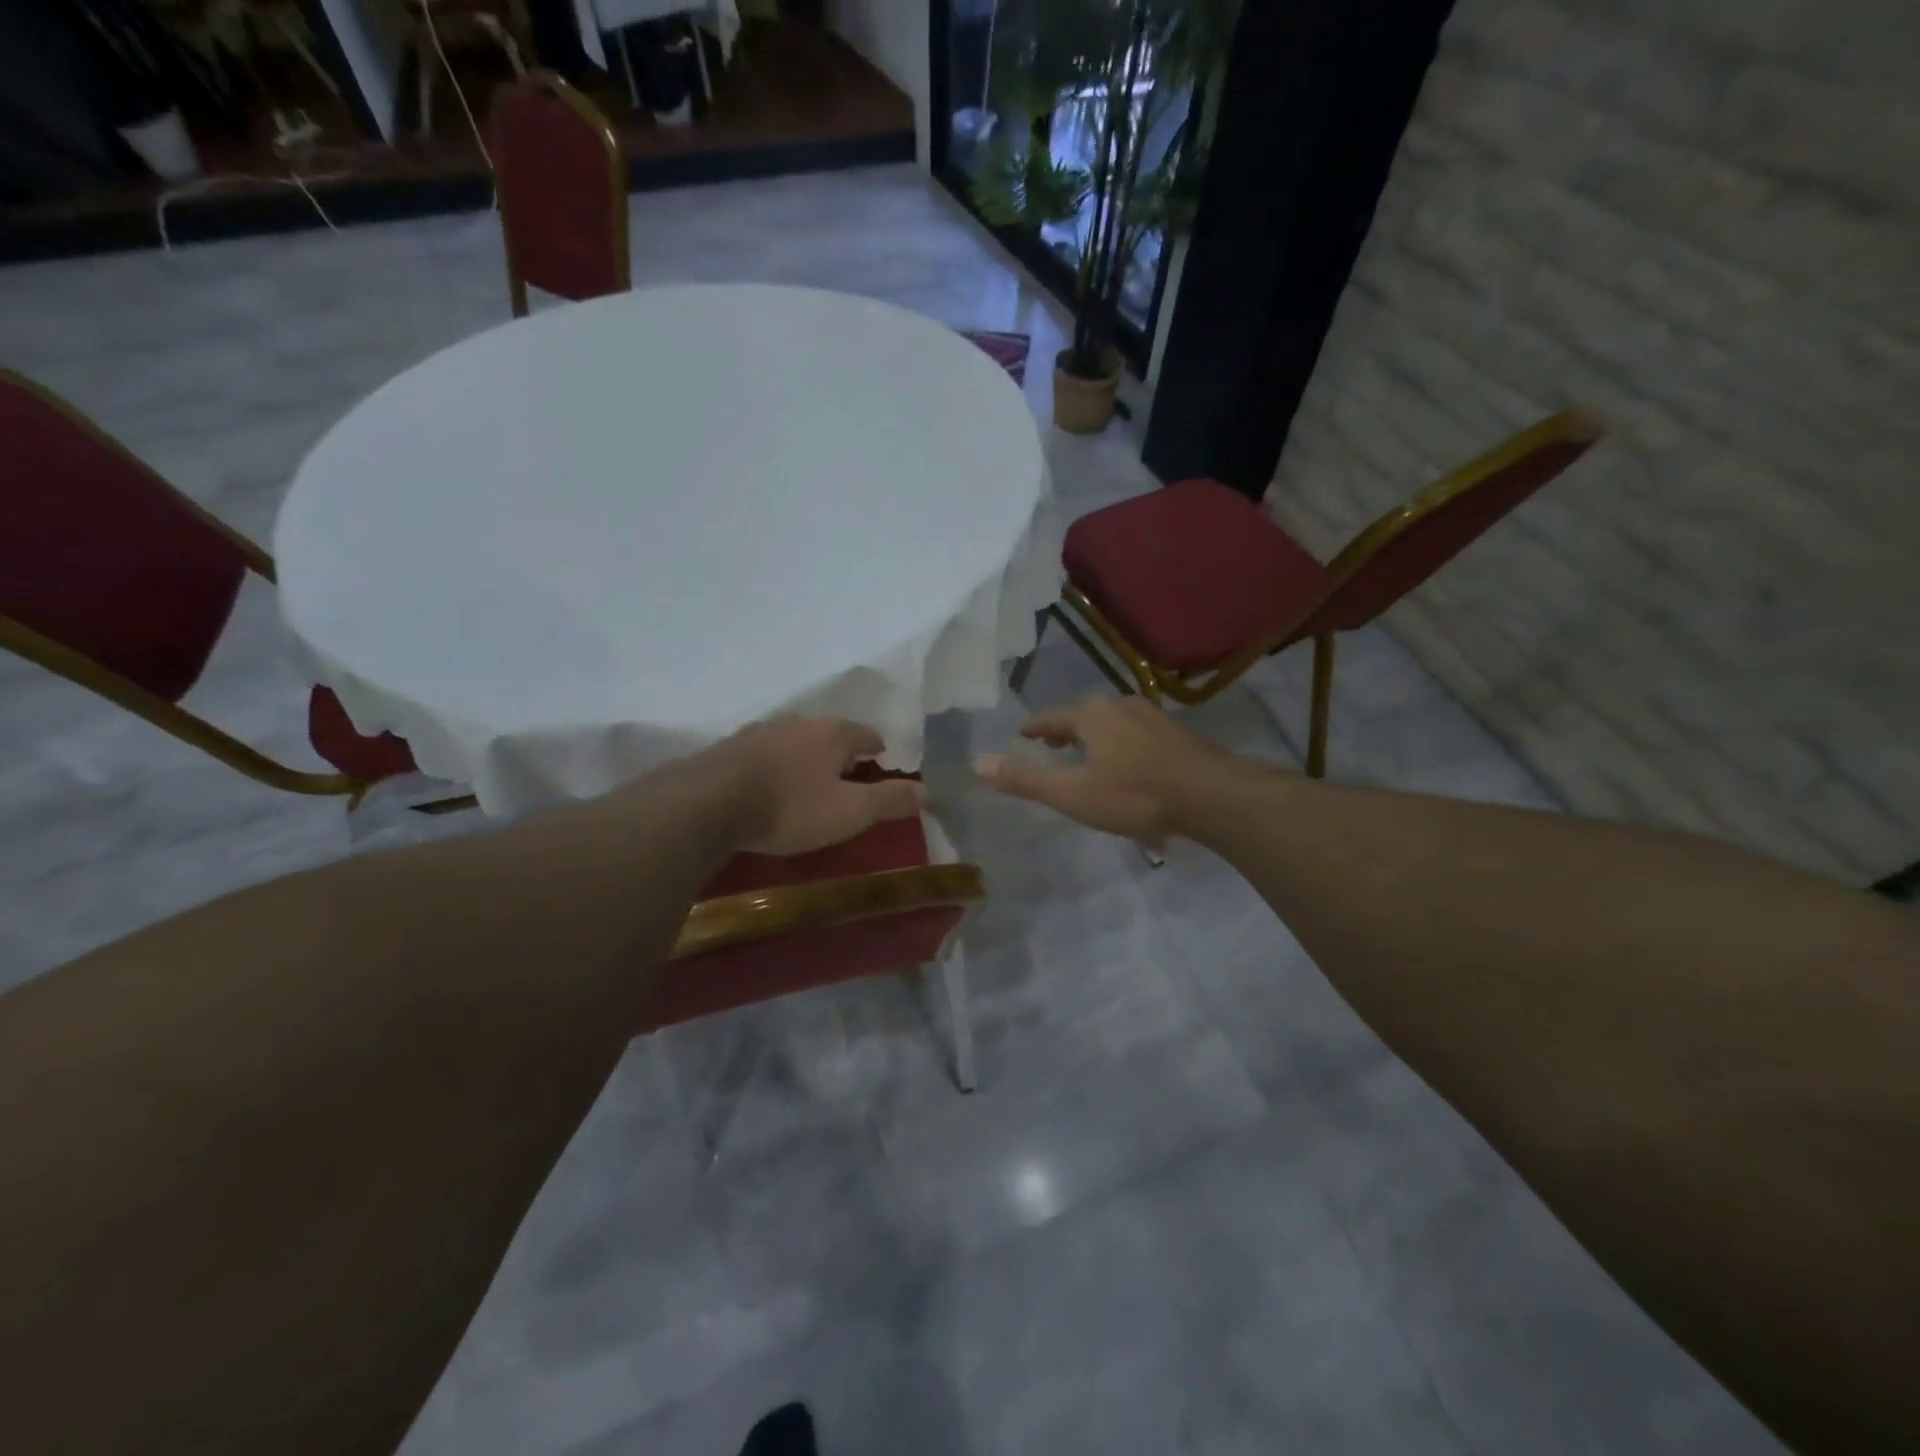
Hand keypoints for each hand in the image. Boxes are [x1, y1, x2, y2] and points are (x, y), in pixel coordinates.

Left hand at [706, 717, 926, 856]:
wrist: (708, 803)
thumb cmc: (791, 808)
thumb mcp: (849, 812)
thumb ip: (889, 800)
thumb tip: (927, 790)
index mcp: (834, 734)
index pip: (868, 736)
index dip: (879, 753)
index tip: (881, 771)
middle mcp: (799, 723)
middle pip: (830, 734)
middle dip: (841, 754)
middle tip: (846, 782)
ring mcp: (760, 732)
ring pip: (795, 741)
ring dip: (805, 758)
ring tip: (807, 784)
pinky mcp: (729, 748)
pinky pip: (764, 753)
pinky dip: (774, 766)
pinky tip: (767, 785)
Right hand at [974, 696, 1229, 845]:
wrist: (1211, 795)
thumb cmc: (1134, 794)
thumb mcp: (1072, 793)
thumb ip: (1025, 779)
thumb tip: (977, 762)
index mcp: (1091, 716)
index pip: (1051, 718)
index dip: (1035, 728)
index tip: (1022, 733)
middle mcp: (1120, 706)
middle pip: (1083, 715)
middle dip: (1066, 729)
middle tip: (1053, 744)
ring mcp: (1153, 717)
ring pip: (1113, 723)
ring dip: (1096, 736)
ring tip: (1089, 754)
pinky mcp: (1177, 734)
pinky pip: (1136, 734)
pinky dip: (1122, 744)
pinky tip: (1129, 764)